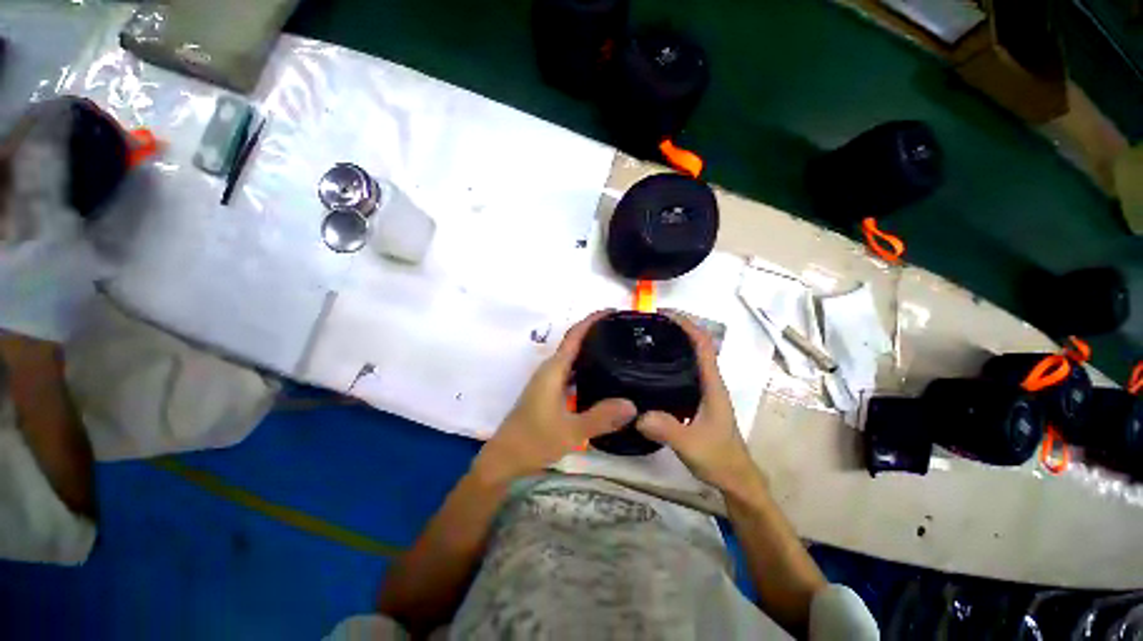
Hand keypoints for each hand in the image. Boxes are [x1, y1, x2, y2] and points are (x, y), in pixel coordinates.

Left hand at [475, 311, 636, 484]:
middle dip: (595, 332)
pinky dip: (585, 367)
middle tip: (623, 332)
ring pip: (572, 358)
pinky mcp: (548, 391)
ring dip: (590, 350)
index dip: (592, 320)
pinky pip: (570, 371)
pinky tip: (600, 377)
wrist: (505, 458)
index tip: (613, 311)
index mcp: (553, 370)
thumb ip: (601, 417)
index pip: (574, 336)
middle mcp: (550, 369)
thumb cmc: (534, 441)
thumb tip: (632, 404)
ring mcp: (547, 380)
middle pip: (574, 342)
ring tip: (617, 350)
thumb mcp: (571, 431)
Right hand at [635, 313, 762, 493]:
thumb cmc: (720, 459)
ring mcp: (702, 391)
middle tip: (645, 325)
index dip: (686, 324)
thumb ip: (667, 429)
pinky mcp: (694, 400)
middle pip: (694, 345)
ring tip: (643, 341)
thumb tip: (637, 413)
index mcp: (712, 384)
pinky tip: (648, 370)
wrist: (734, 479)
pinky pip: (680, 373)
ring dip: (671, 344)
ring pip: (687, 358)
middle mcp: (708, 381)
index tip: (662, 314)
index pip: (703, 344)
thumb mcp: (691, 444)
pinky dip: (667, 363)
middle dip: (674, 329)